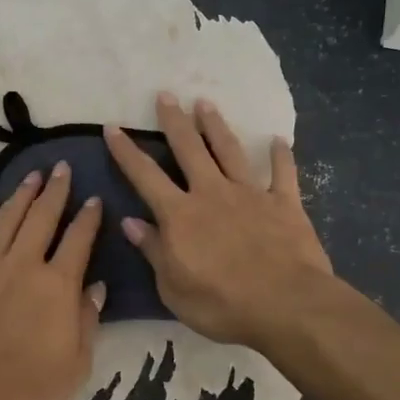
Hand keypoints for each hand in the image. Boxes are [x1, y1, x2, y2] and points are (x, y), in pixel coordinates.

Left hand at [0, 164, 105, 399]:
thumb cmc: (31, 390)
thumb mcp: (77, 363)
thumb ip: (87, 320)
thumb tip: (96, 287)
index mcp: (58, 284)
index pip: (79, 239)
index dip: (89, 217)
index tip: (95, 199)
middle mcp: (23, 265)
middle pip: (42, 217)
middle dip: (55, 190)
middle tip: (61, 168)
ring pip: (6, 220)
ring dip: (20, 195)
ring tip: (31, 177)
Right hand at [104, 94, 333, 354]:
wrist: (286, 305)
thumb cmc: (221, 304)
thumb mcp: (173, 287)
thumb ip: (153, 250)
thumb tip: (131, 222)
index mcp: (180, 215)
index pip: (144, 176)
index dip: (126, 151)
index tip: (112, 127)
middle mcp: (211, 193)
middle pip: (189, 149)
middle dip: (174, 121)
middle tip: (165, 95)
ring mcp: (250, 194)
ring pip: (229, 151)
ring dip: (216, 126)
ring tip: (205, 103)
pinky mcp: (285, 204)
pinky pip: (282, 174)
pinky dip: (280, 156)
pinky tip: (278, 140)